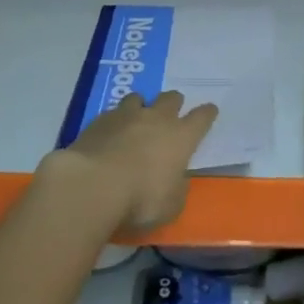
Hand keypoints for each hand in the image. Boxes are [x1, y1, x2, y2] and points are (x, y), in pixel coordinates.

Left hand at [43, 90, 217, 238]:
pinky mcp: (99, 121)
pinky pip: (112, 113)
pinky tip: (109, 135)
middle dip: (174, 103)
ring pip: (139, 98)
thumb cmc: (141, 199)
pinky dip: (114, 121)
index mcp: (181, 137)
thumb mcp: (171, 205)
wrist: (93, 185)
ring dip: (141, 107)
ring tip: (136, 120)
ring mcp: (126, 116)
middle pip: (171, 98)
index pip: (201, 118)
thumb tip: (175, 179)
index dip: (207, 114)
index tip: (210, 111)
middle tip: (171, 113)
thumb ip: (177, 187)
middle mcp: (156, 119)